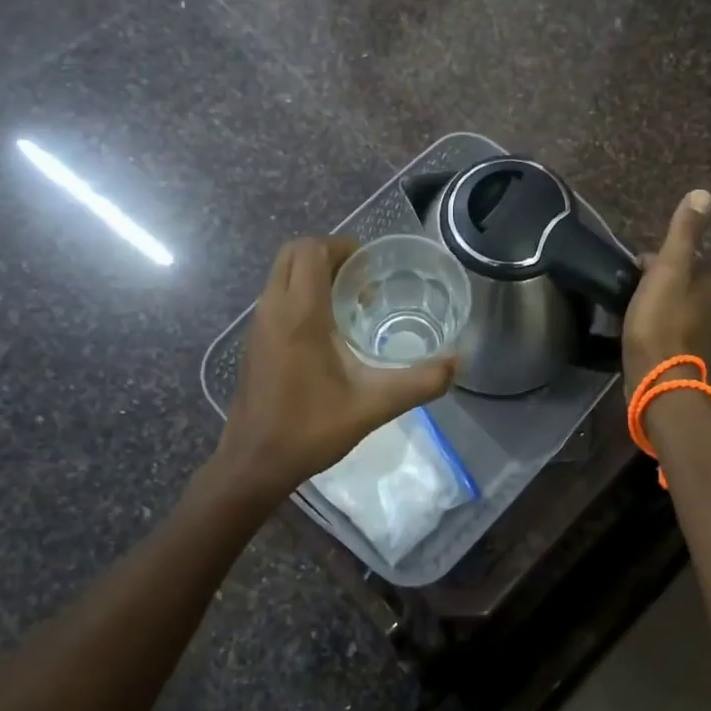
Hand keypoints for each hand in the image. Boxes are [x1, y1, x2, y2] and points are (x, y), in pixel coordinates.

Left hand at [210, 236, 456, 511]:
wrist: (253, 463)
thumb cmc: (310, 429)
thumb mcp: (373, 406)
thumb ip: (419, 382)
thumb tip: (457, 363)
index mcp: (299, 313)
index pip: (311, 250)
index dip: (342, 247)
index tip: (371, 268)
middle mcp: (273, 309)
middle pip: (293, 253)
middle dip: (328, 255)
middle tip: (362, 280)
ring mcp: (258, 325)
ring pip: (281, 274)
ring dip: (313, 274)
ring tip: (351, 304)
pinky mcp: (254, 341)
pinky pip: (276, 297)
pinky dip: (300, 294)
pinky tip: (328, 333)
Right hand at [622, 190, 710, 395]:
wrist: (660, 382)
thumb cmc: (660, 322)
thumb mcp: (668, 270)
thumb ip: (683, 234)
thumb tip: (703, 194)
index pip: (685, 258)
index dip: (656, 259)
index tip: (633, 268)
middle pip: (682, 283)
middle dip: (659, 282)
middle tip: (629, 290)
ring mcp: (702, 334)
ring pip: (678, 308)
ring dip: (659, 306)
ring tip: (631, 311)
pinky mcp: (688, 356)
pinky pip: (673, 331)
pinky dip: (659, 328)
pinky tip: (641, 335)